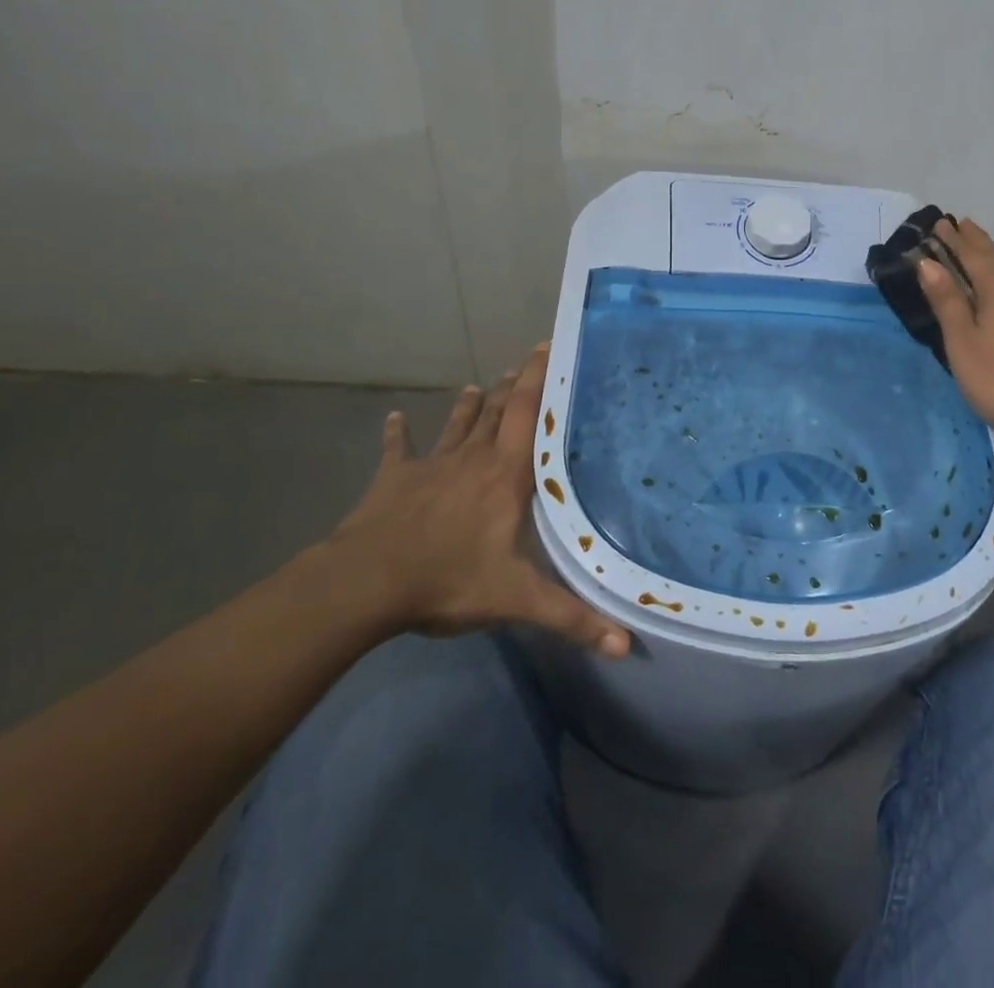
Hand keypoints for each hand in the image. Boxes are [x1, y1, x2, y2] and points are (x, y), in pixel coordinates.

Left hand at [324, 345, 631, 657]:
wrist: (366, 583)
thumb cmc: (447, 580)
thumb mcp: (516, 600)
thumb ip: (571, 618)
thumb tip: (627, 646)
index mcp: (505, 475)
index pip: (528, 413)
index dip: (539, 377)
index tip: (548, 347)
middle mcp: (473, 458)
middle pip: (498, 409)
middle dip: (514, 382)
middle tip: (526, 359)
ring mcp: (432, 464)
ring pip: (457, 423)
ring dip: (469, 403)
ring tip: (479, 384)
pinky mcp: (395, 478)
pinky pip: (398, 449)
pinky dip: (397, 433)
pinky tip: (392, 418)